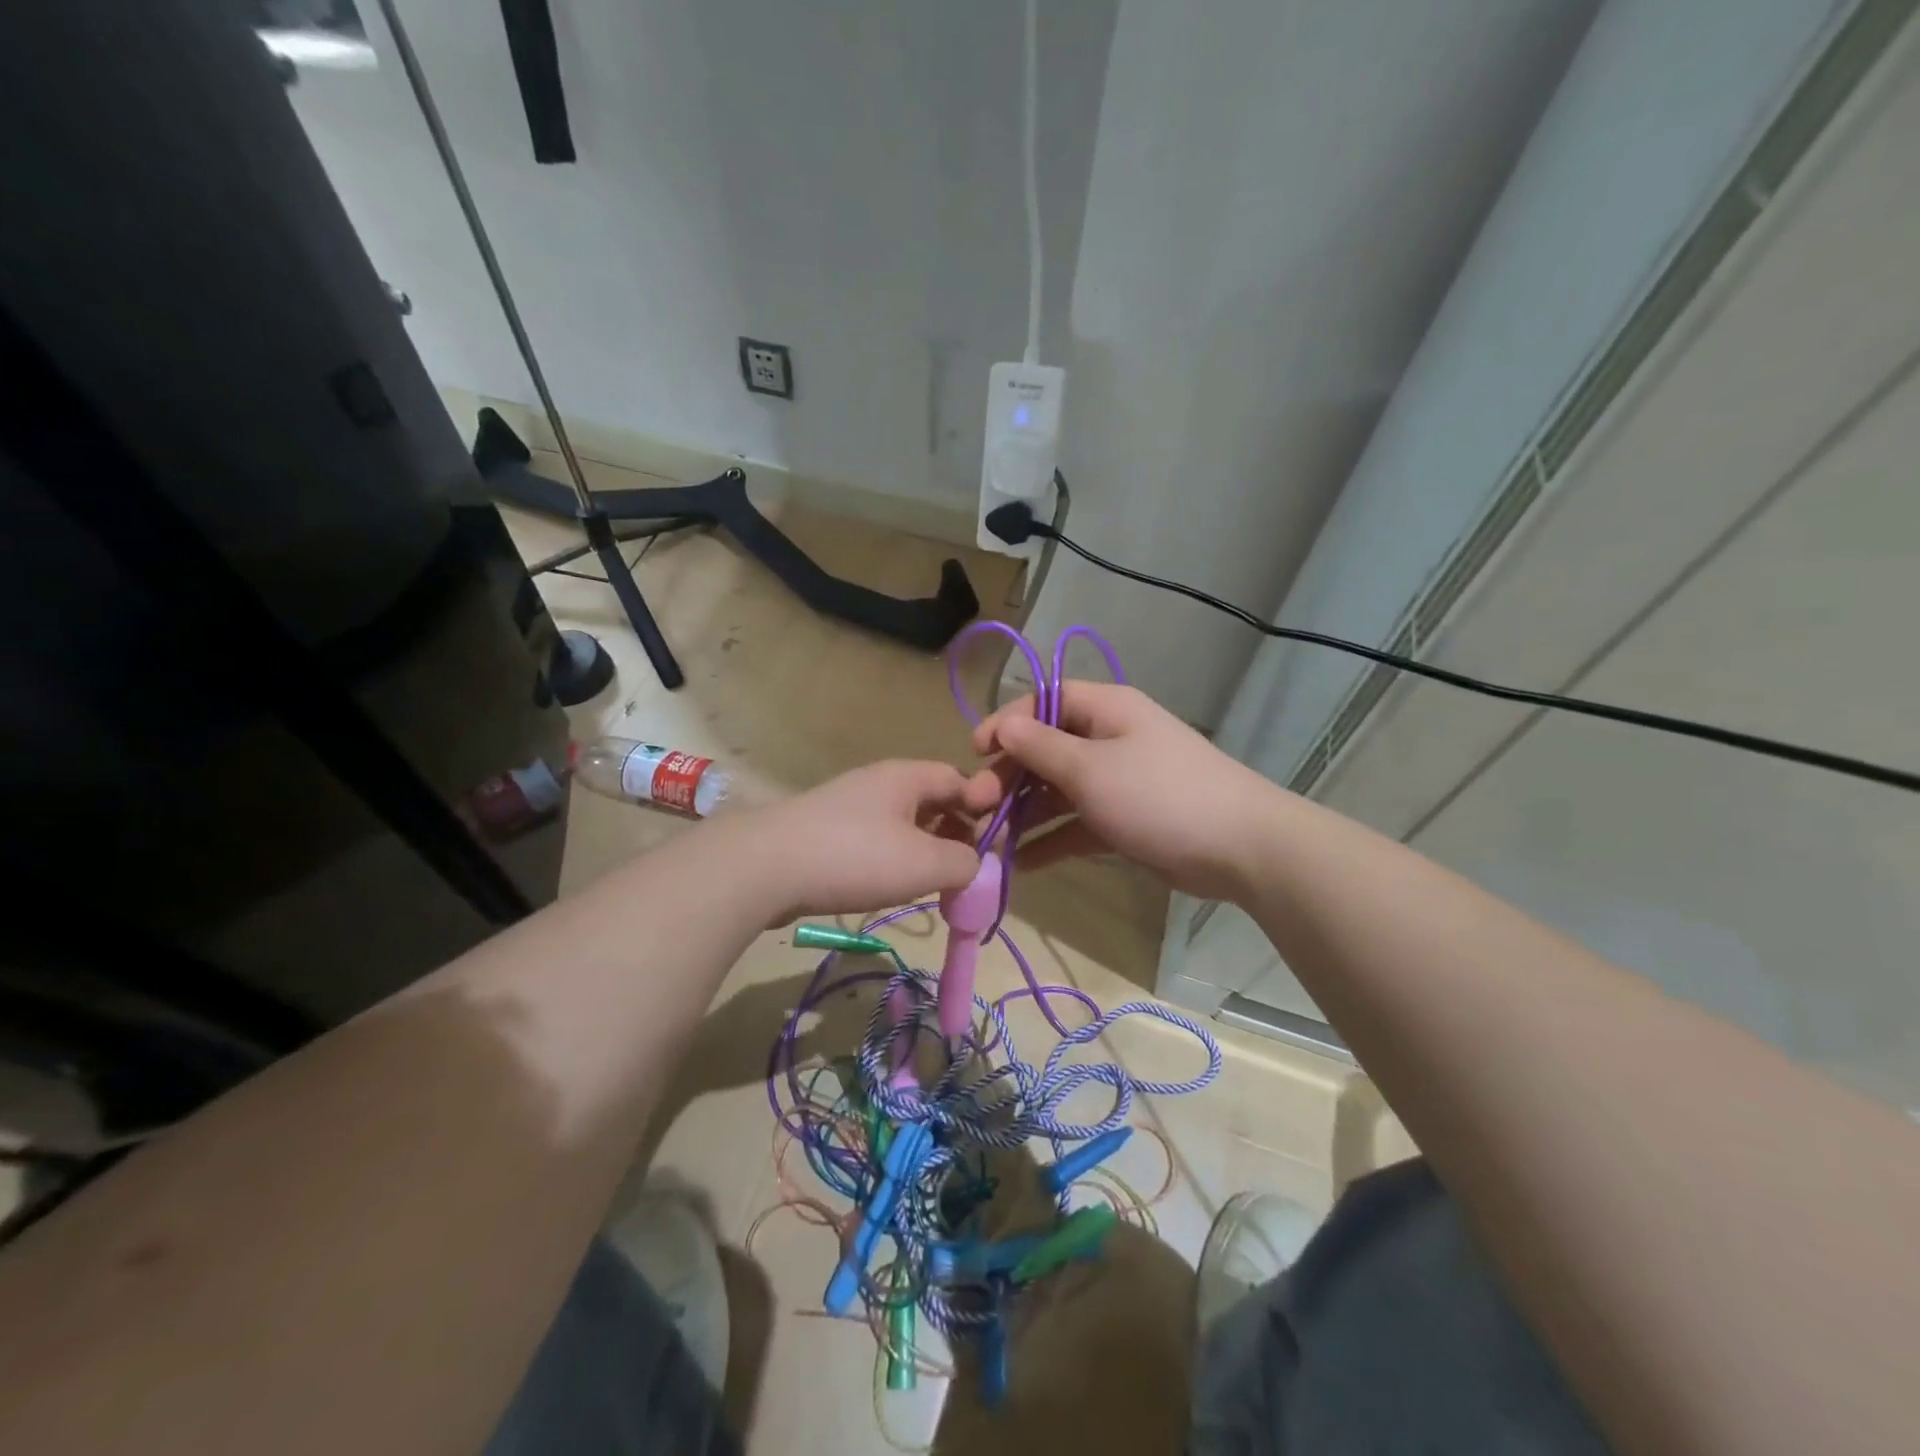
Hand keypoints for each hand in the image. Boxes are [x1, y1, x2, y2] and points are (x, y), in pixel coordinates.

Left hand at [721, 759, 1004, 923]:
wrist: (765, 867)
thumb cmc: (856, 856)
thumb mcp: (925, 862)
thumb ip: (965, 862)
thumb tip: (975, 864)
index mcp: (907, 776)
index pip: (960, 779)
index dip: (984, 805)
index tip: (998, 840)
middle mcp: (879, 783)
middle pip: (932, 800)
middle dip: (957, 831)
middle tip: (970, 867)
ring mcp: (849, 806)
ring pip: (904, 823)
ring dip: (927, 849)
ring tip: (938, 882)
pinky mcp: (827, 833)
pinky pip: (876, 840)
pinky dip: (896, 859)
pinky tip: (894, 886)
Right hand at [972, 681, 1282, 900]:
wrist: (1240, 848)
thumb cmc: (1157, 795)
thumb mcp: (1090, 768)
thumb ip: (1041, 747)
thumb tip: (1003, 725)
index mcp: (1105, 710)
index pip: (1043, 702)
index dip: (1006, 722)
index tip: (975, 752)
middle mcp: (1109, 739)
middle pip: (1046, 748)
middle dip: (1009, 775)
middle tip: (975, 805)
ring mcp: (1118, 781)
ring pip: (1058, 789)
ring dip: (1024, 811)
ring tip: (988, 838)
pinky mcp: (1125, 820)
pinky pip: (1078, 823)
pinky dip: (1051, 839)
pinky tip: (1021, 863)